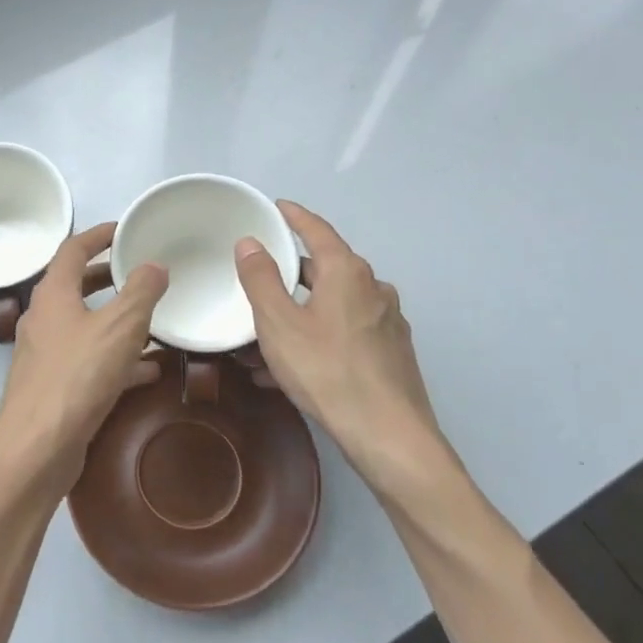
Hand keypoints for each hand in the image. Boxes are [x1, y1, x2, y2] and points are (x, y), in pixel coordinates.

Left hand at [0, 223, 167, 496]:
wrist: (38, 447)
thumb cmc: (78, 376)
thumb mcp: (120, 327)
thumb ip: (141, 292)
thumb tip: (155, 265)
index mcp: (53, 295)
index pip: (72, 250)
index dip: (98, 235)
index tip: (123, 230)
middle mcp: (43, 319)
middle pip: (75, 286)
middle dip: (108, 277)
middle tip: (139, 272)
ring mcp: (45, 355)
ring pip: (84, 326)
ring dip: (115, 319)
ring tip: (151, 319)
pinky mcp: (54, 387)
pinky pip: (89, 361)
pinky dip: (116, 358)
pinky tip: (148, 370)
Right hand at [235, 201, 449, 489]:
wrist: (388, 435)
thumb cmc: (327, 370)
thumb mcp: (279, 323)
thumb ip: (261, 279)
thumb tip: (250, 243)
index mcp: (347, 272)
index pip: (318, 230)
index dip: (295, 217)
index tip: (277, 207)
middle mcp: (373, 289)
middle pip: (326, 269)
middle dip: (291, 274)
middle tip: (260, 279)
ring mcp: (387, 322)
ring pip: (334, 306)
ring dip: (300, 313)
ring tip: (266, 336)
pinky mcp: (391, 353)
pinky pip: (345, 333)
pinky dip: (317, 338)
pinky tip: (292, 368)